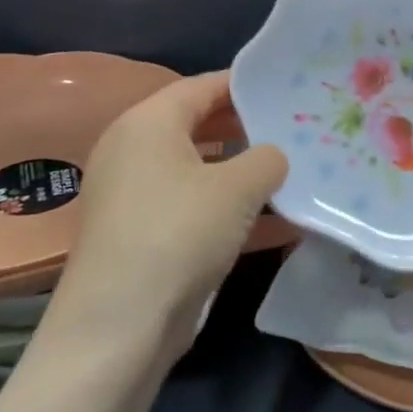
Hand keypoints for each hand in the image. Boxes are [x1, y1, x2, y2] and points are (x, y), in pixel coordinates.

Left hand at [49, 71, 286, 361]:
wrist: (120, 327)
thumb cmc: (179, 234)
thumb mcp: (240, 187)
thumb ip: (268, 158)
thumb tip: (273, 157)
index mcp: (147, 124)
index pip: (202, 86)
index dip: (244, 84)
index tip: (285, 88)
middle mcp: (133, 151)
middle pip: (198, 124)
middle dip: (245, 126)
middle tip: (292, 127)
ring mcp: (133, 195)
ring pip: (197, 167)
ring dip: (240, 168)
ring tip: (288, 168)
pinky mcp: (140, 233)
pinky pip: (192, 203)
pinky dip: (226, 205)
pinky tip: (271, 219)